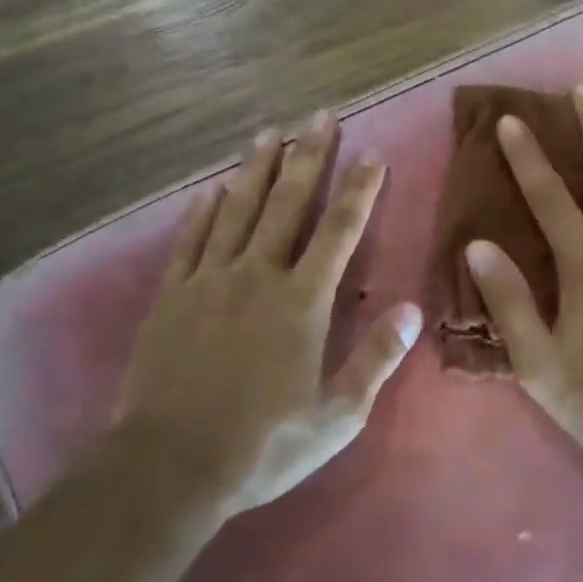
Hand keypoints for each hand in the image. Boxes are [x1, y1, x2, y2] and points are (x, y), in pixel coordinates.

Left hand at [118, 113, 420, 513]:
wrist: (170, 466)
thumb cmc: (263, 444)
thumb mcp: (336, 416)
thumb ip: (375, 359)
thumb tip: (412, 311)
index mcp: (301, 301)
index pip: (339, 231)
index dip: (358, 189)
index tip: (372, 153)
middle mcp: (257, 275)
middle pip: (287, 203)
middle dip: (309, 156)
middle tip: (320, 116)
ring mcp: (209, 280)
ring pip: (236, 210)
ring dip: (255, 169)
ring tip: (268, 134)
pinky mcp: (172, 296)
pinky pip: (190, 241)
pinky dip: (201, 213)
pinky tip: (209, 191)